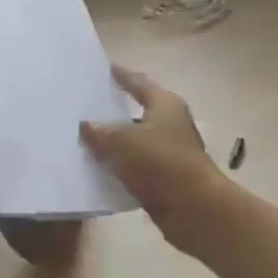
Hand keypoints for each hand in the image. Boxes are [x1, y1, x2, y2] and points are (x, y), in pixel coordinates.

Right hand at [80, 66, 228, 250]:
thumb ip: (100, 132)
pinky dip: (118, 166)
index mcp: (164, 105)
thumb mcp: (122, 142)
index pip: (138, 82)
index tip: (104, 69)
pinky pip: (134, 166)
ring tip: (83, 139)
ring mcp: (168, 152)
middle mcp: (169, 124)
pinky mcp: (164, 178)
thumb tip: (85, 126)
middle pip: (135, 112)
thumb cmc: (161, 163)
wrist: (194, 209)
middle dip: (112, 111)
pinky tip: (96, 169)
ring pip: (133, 142)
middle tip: (84, 107)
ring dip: (113, 142)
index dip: (121, 75)